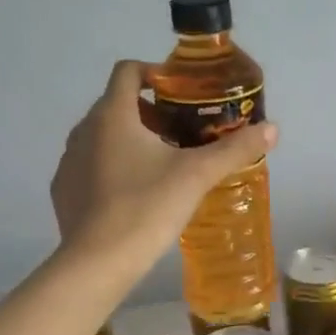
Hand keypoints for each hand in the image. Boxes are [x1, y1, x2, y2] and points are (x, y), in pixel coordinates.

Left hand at [51, 60, 277, 276]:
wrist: (97, 263)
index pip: (128, 71)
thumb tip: (272, 129)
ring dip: (132, 142)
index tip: (182, 93)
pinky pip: (91, 167)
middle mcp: (83, 130)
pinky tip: (135, 196)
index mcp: (112, 115)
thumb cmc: (146, 208)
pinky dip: (113, 170)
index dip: (156, 73)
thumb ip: (234, 149)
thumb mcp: (197, 176)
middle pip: (119, 106)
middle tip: (184, 136)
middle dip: (152, 114)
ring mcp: (69, 161)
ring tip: (164, 167)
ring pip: (104, 137)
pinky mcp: (63, 191)